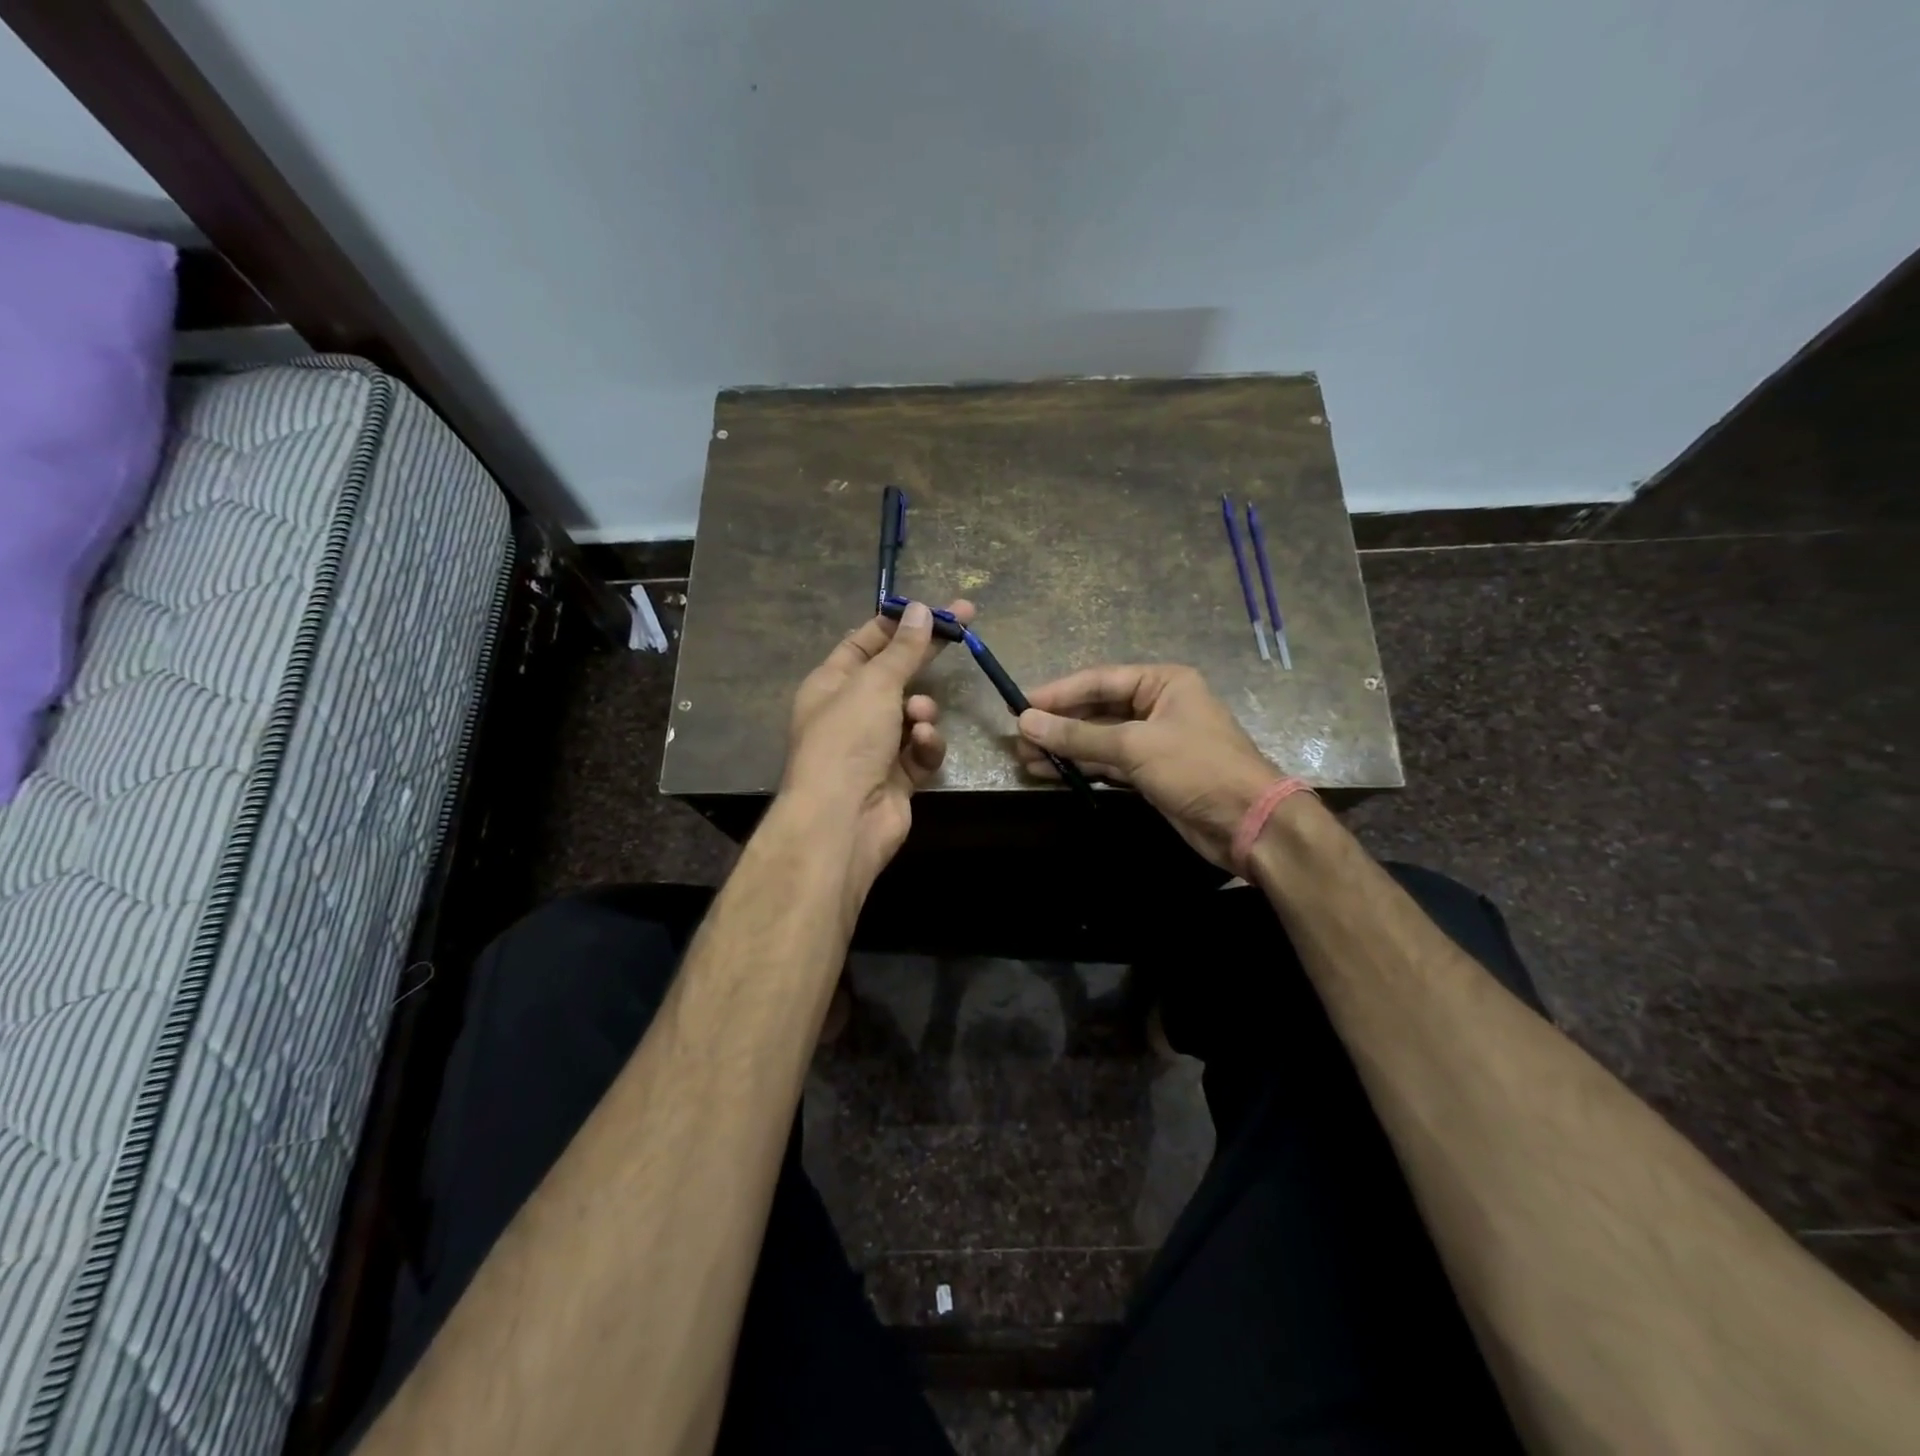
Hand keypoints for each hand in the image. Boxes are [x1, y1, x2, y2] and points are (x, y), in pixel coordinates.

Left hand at [780, 599, 975, 892]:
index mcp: (832, 683)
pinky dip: (924, 746)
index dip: (900, 622)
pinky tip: (921, 747)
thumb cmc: (848, 740)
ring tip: (919, 717)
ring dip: (922, 712)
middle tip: (966, 626)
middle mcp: (851, 711)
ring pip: (913, 713)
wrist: (842, 820)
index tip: (936, 606)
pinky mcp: (897, 777)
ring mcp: (874, 746)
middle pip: (896, 673)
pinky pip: (921, 750)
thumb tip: (920, 610)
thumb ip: (903, 649)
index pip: (866, 641)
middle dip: (927, 654)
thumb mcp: (875, 684)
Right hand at [1015, 663, 1282, 868]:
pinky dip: (1082, 768)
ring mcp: (1154, 742)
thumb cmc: (1197, 768)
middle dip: (1059, 725)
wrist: (1250, 824)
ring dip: (1065, 749)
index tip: (1021, 705)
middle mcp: (1158, 706)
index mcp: (1163, 683)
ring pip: (1100, 739)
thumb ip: (1079, 735)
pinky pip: (1108, 763)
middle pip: (1098, 710)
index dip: (1059, 693)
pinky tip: (1051, 772)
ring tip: (1025, 759)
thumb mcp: (1135, 746)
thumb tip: (1026, 722)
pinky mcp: (1152, 774)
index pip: (1100, 680)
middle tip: (1018, 739)